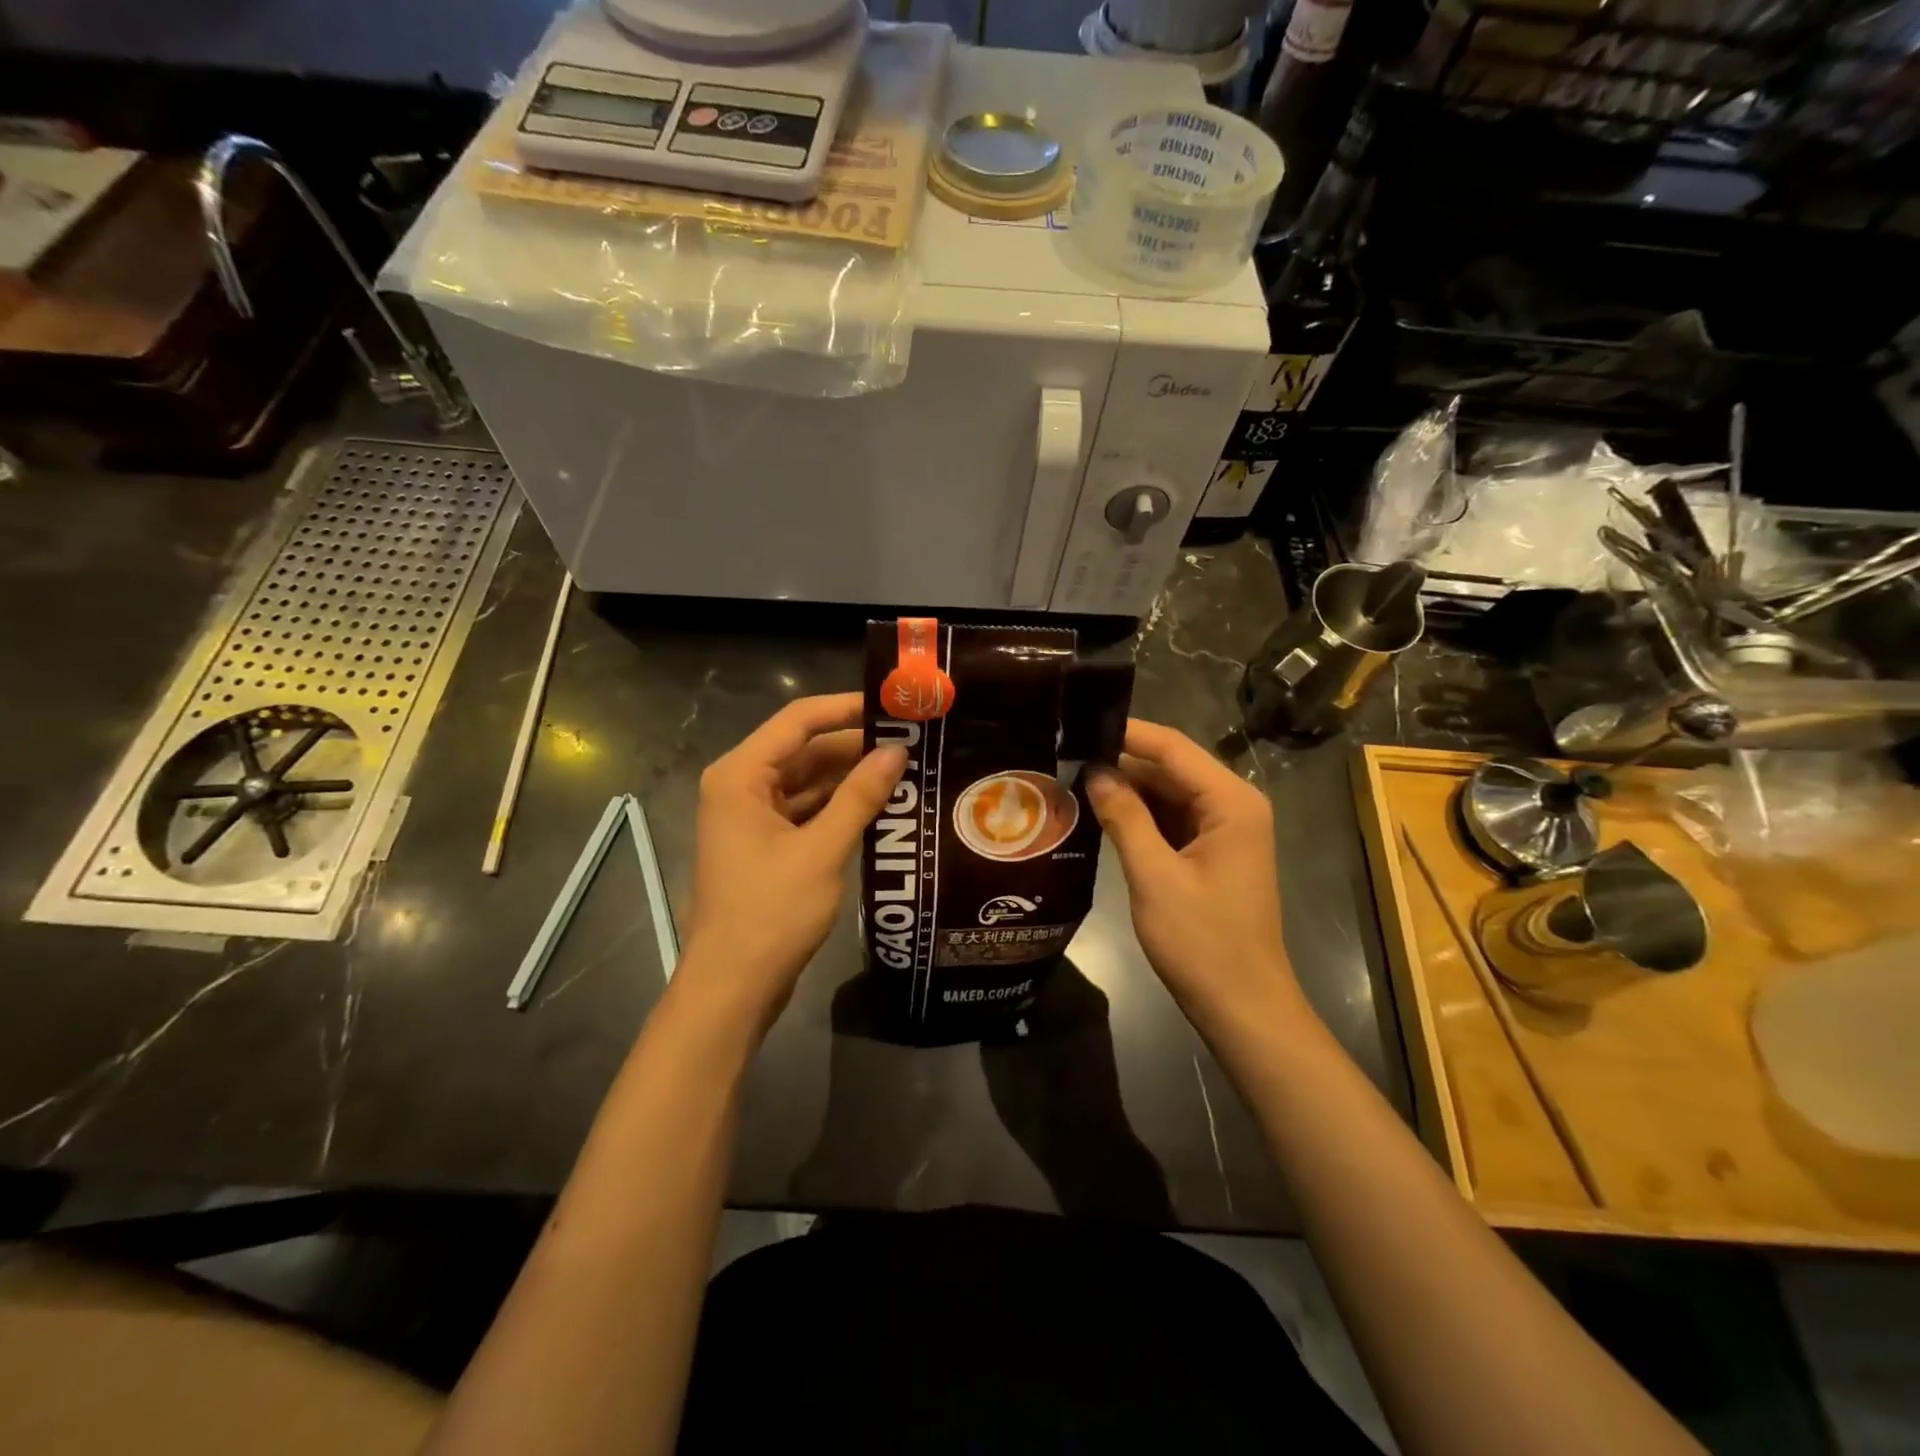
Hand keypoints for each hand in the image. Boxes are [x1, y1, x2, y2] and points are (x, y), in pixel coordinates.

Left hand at [682, 693, 905, 1025]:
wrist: (733, 986)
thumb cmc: (770, 912)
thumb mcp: (822, 850)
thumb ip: (860, 796)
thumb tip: (897, 752)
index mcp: (741, 775)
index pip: (798, 720)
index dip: (846, 708)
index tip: (894, 707)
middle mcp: (741, 786)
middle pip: (804, 749)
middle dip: (855, 746)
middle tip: (912, 742)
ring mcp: (752, 817)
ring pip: (808, 781)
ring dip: (850, 777)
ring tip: (906, 770)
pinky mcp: (766, 844)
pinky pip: (806, 810)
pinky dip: (839, 806)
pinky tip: (881, 806)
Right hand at [1086, 719, 1306, 1038]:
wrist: (1242, 1006)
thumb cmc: (1203, 941)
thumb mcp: (1154, 876)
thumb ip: (1124, 817)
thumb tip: (1094, 772)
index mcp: (1230, 801)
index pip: (1172, 748)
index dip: (1125, 733)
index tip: (1077, 724)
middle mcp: (1232, 805)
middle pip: (1170, 767)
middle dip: (1120, 763)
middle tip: (1064, 754)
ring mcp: (1224, 830)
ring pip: (1168, 793)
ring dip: (1126, 790)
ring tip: (1071, 778)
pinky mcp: (1211, 852)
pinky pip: (1170, 820)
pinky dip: (1139, 816)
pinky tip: (1099, 813)